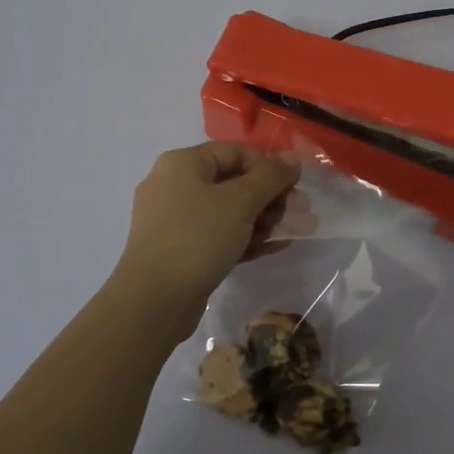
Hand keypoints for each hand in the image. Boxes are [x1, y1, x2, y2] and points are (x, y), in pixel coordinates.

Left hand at [112, 142, 300, 331]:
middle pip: (232, 181)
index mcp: (182, 164)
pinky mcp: (180, 250)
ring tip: (291, 231)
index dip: (269, 165)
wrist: (154, 301)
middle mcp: (174, 186)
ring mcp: (175, 220)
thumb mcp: (240, 202)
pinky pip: (219, 235)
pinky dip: (245, 238)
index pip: (234, 152)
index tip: (296, 185)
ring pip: (227, 211)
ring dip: (262, 218)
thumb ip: (271, 177)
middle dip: (270, 196)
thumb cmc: (197, 238)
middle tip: (300, 212)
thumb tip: (294, 158)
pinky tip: (275, 247)